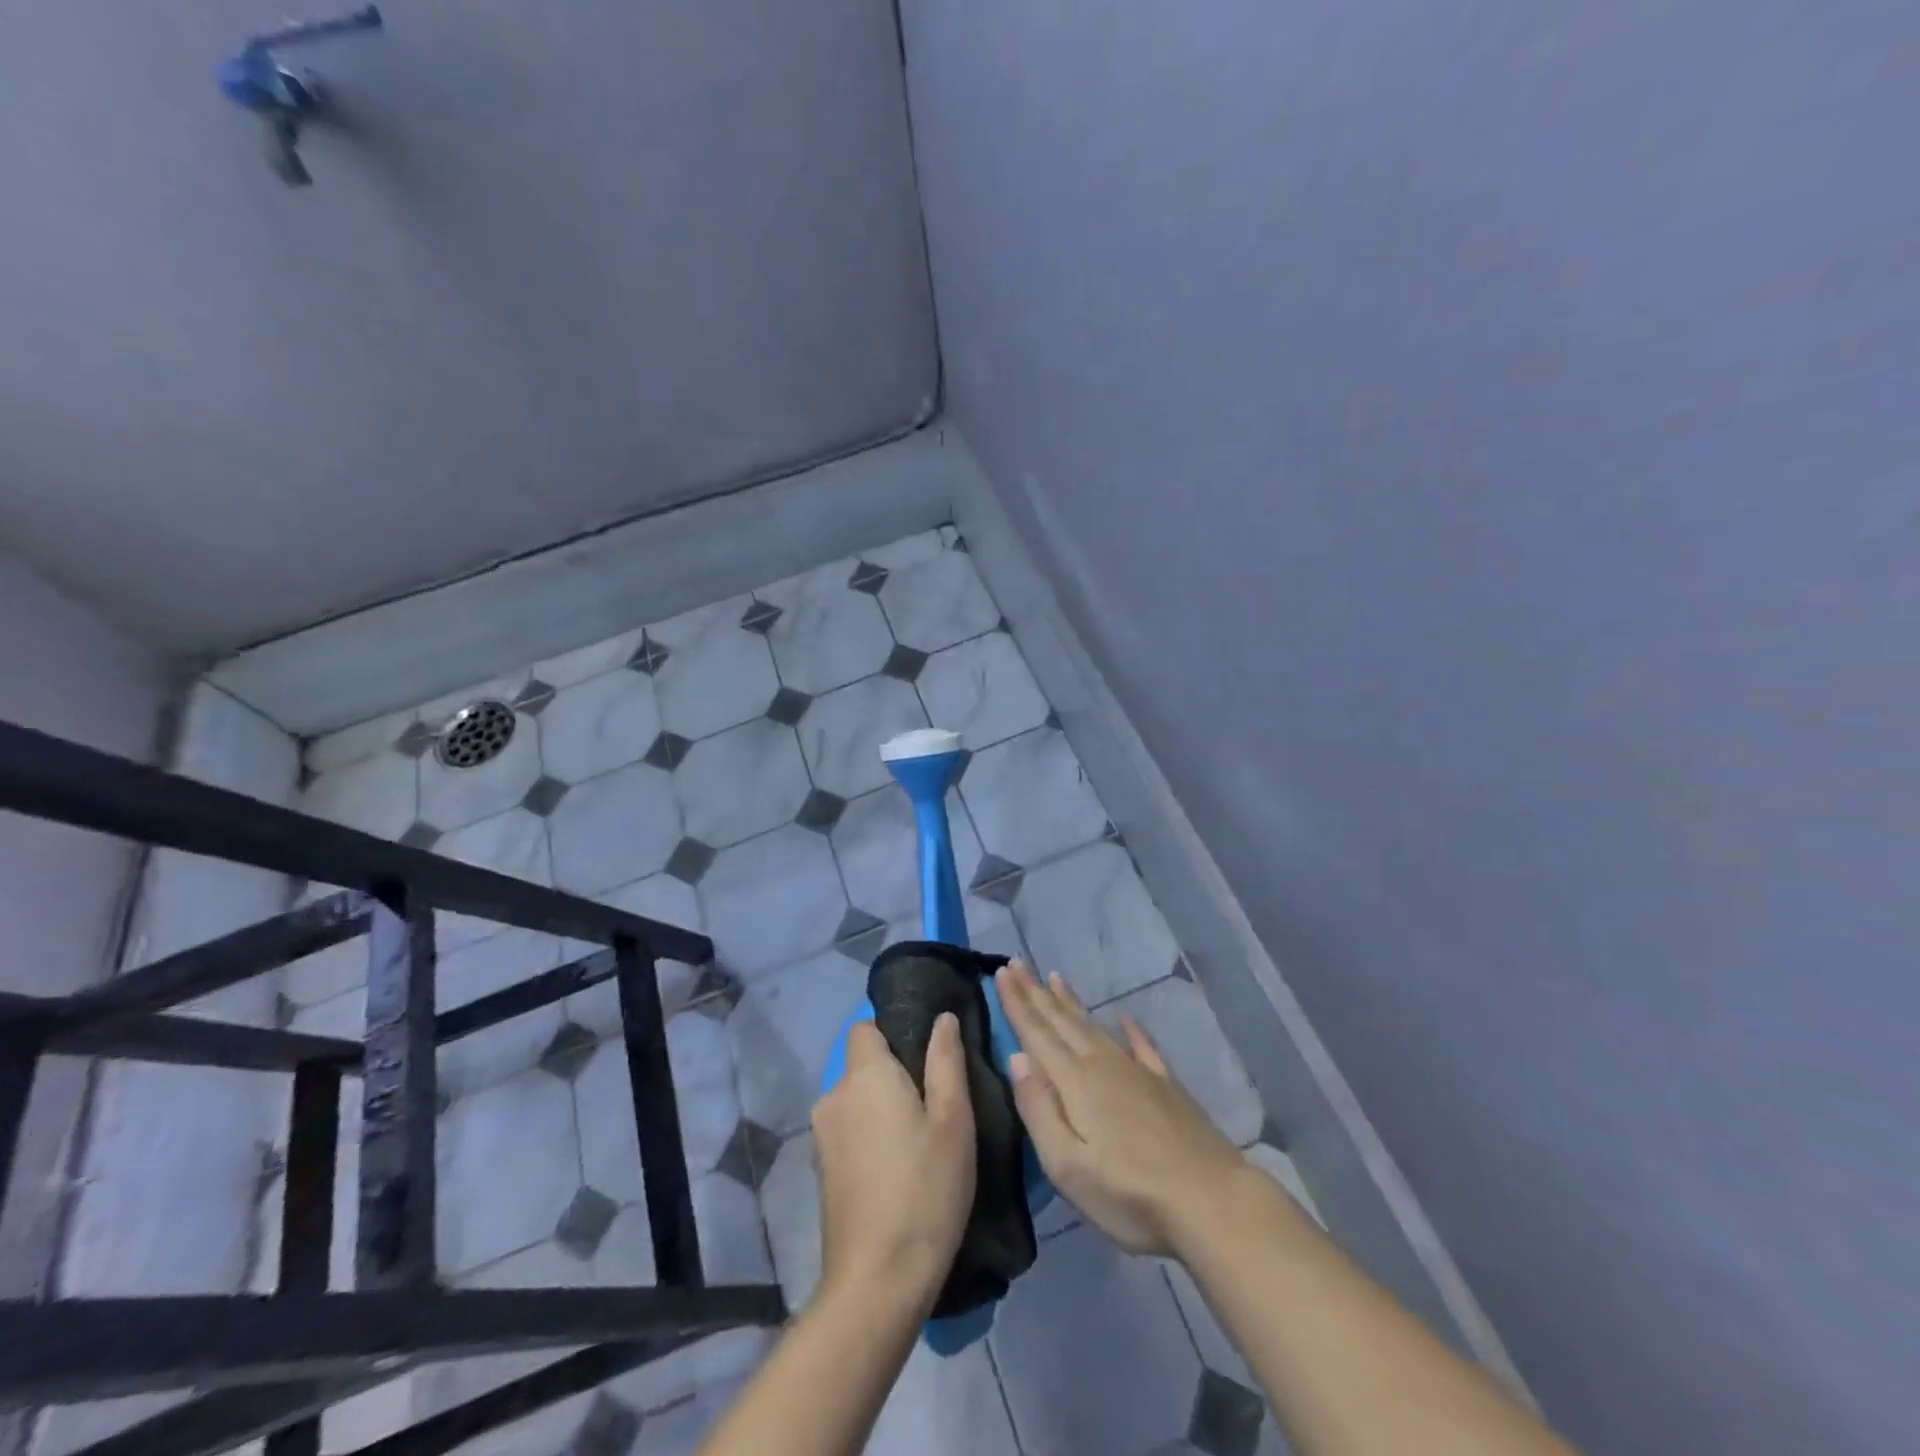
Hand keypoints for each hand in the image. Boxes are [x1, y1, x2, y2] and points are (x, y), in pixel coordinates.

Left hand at [812, 1014, 975, 1310]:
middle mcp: (834, 1095)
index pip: (865, 1026)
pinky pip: (847, 1129)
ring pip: (855, 1098)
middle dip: (893, 1072)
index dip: (893, 1031)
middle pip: (861, 1063)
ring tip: (919, 1136)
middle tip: (934, 1101)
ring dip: (881, 1106)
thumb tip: (942, 1018)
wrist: (877, 1281)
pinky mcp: (820, 1168)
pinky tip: (896, 1166)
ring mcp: (822, 1135)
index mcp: (865, 1075)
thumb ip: (946, 1060)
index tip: (925, 1055)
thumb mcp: (953, 1120)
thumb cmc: (925, 1190)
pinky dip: (868, 1134)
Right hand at [997, 960, 1244, 1256]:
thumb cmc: (1130, 1194)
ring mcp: (1138, 1072)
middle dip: (1036, 992)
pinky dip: (1130, 1029)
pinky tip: (1125, 1017)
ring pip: (1095, 1026)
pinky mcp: (1167, 1086)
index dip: (1017, 1002)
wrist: (1211, 1202)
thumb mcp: (1067, 1166)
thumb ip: (1039, 1108)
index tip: (1000, 971)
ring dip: (1071, 1002)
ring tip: (1054, 978)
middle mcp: (1104, 1064)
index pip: (1037, 1033)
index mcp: (1076, 1081)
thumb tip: (1015, 1057)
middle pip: (1062, 1021)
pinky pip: (1142, 1045)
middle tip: (1016, 964)